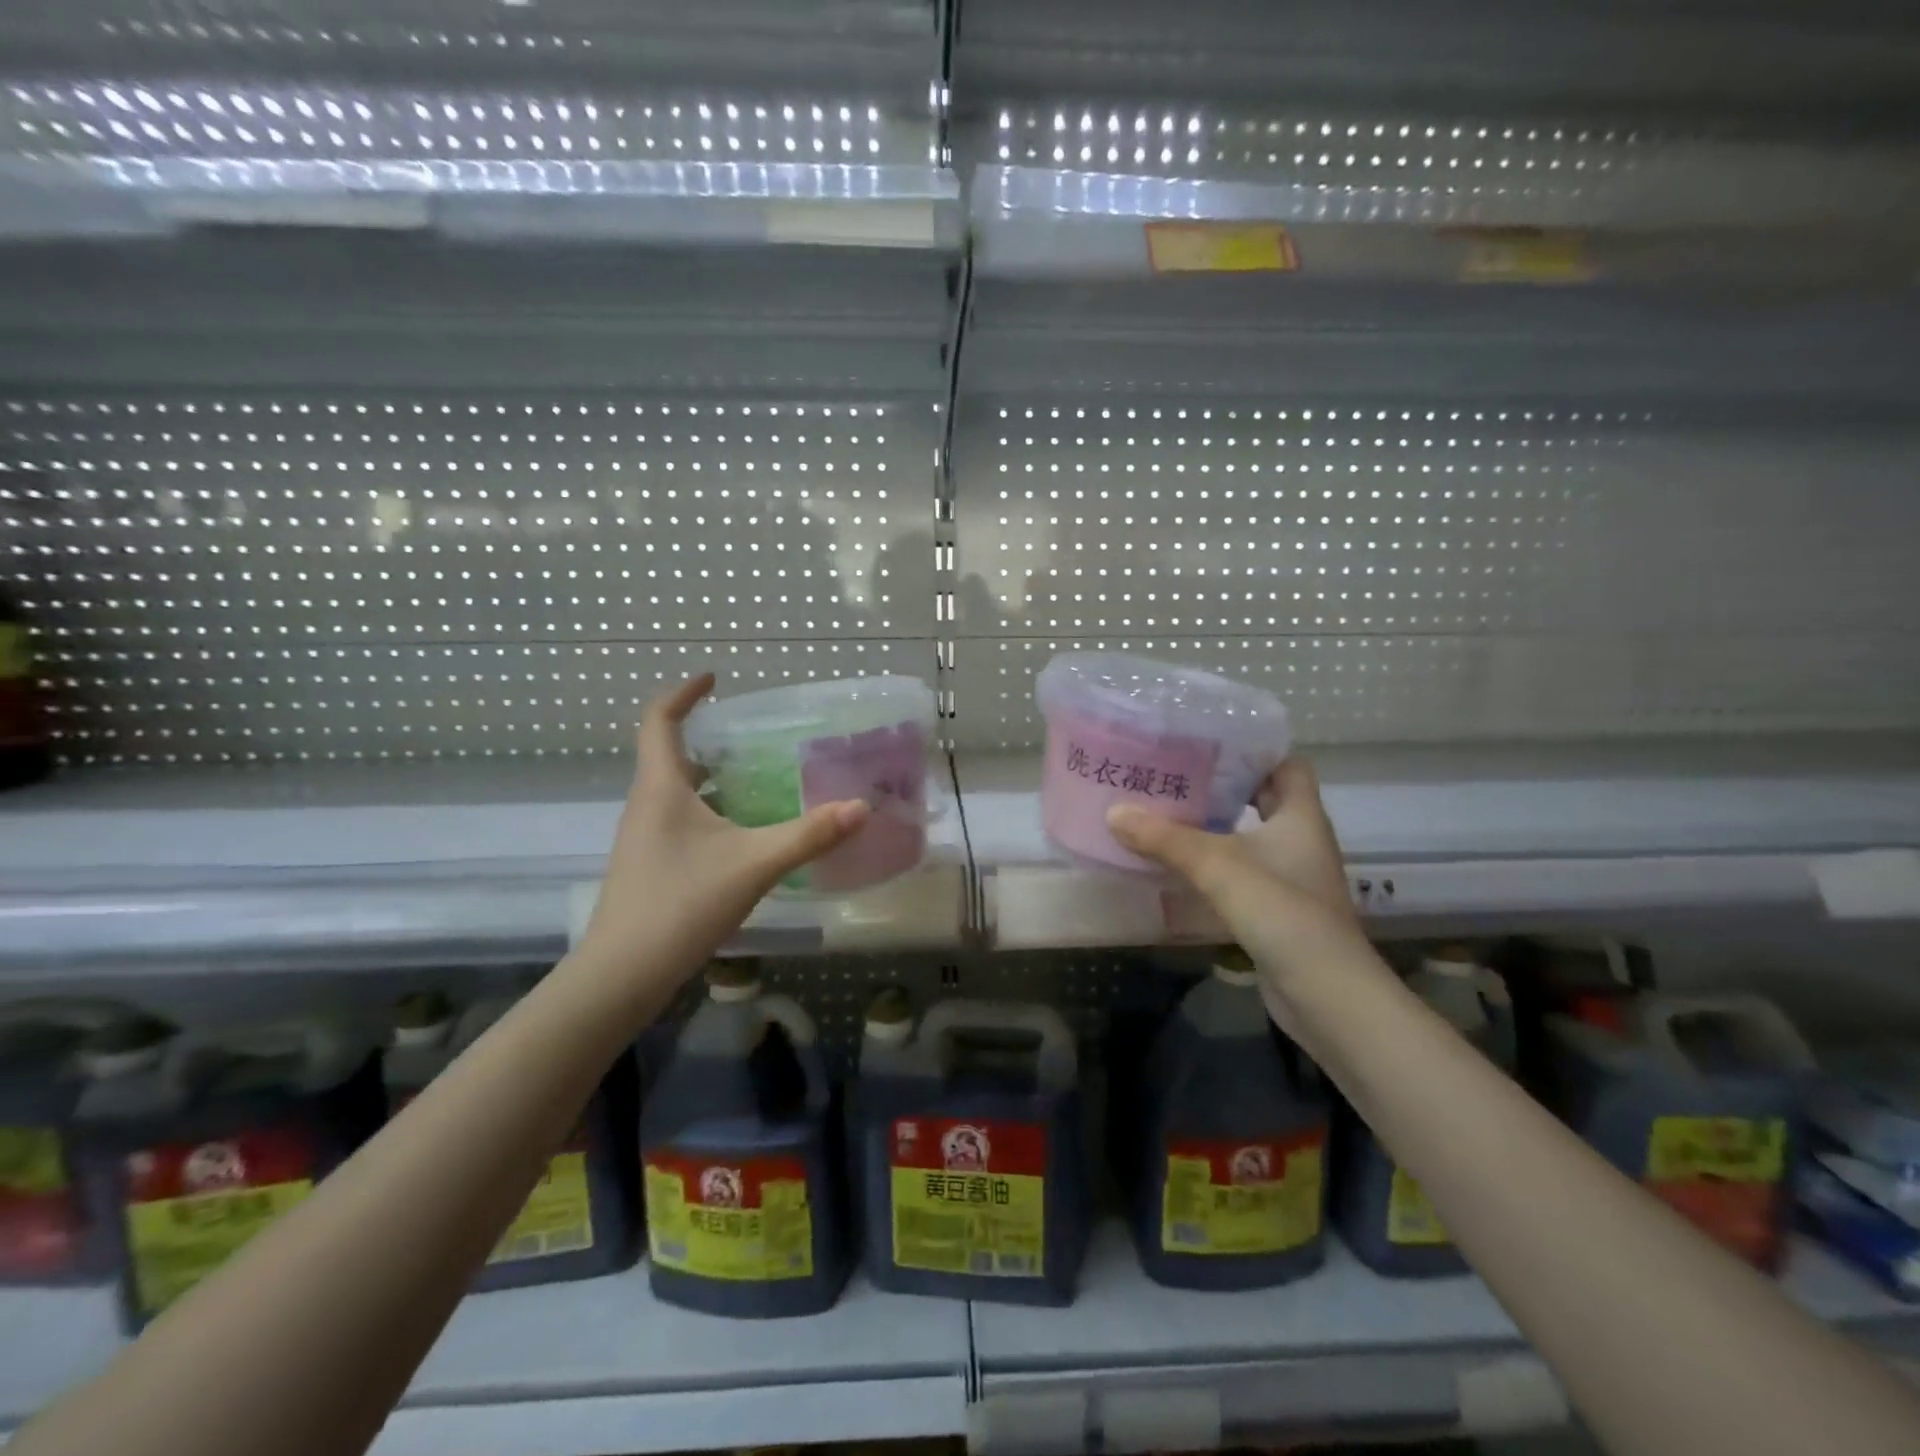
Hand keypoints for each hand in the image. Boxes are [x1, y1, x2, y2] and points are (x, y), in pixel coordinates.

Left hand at [574, 674, 869, 982]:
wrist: (622, 974)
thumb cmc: (681, 904)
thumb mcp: (754, 864)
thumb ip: (808, 834)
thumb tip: (860, 807)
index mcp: (661, 789)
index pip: (660, 721)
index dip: (683, 694)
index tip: (713, 679)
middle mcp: (647, 805)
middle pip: (670, 755)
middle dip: (708, 739)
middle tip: (754, 738)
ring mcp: (645, 838)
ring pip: (678, 792)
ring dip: (712, 779)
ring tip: (759, 781)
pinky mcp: (651, 866)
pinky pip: (681, 821)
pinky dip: (711, 812)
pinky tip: (744, 836)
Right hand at [1107, 759, 1372, 1034]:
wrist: (1325, 993)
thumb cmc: (1281, 911)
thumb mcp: (1217, 866)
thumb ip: (1165, 838)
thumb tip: (1114, 811)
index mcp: (1301, 816)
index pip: (1288, 765)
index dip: (1255, 751)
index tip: (1210, 743)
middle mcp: (1301, 840)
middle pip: (1265, 799)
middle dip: (1225, 786)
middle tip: (1177, 775)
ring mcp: (1292, 877)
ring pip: (1252, 837)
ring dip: (1217, 827)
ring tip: (1169, 813)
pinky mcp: (1278, 909)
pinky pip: (1244, 872)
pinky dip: (1217, 864)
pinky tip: (1181, 866)